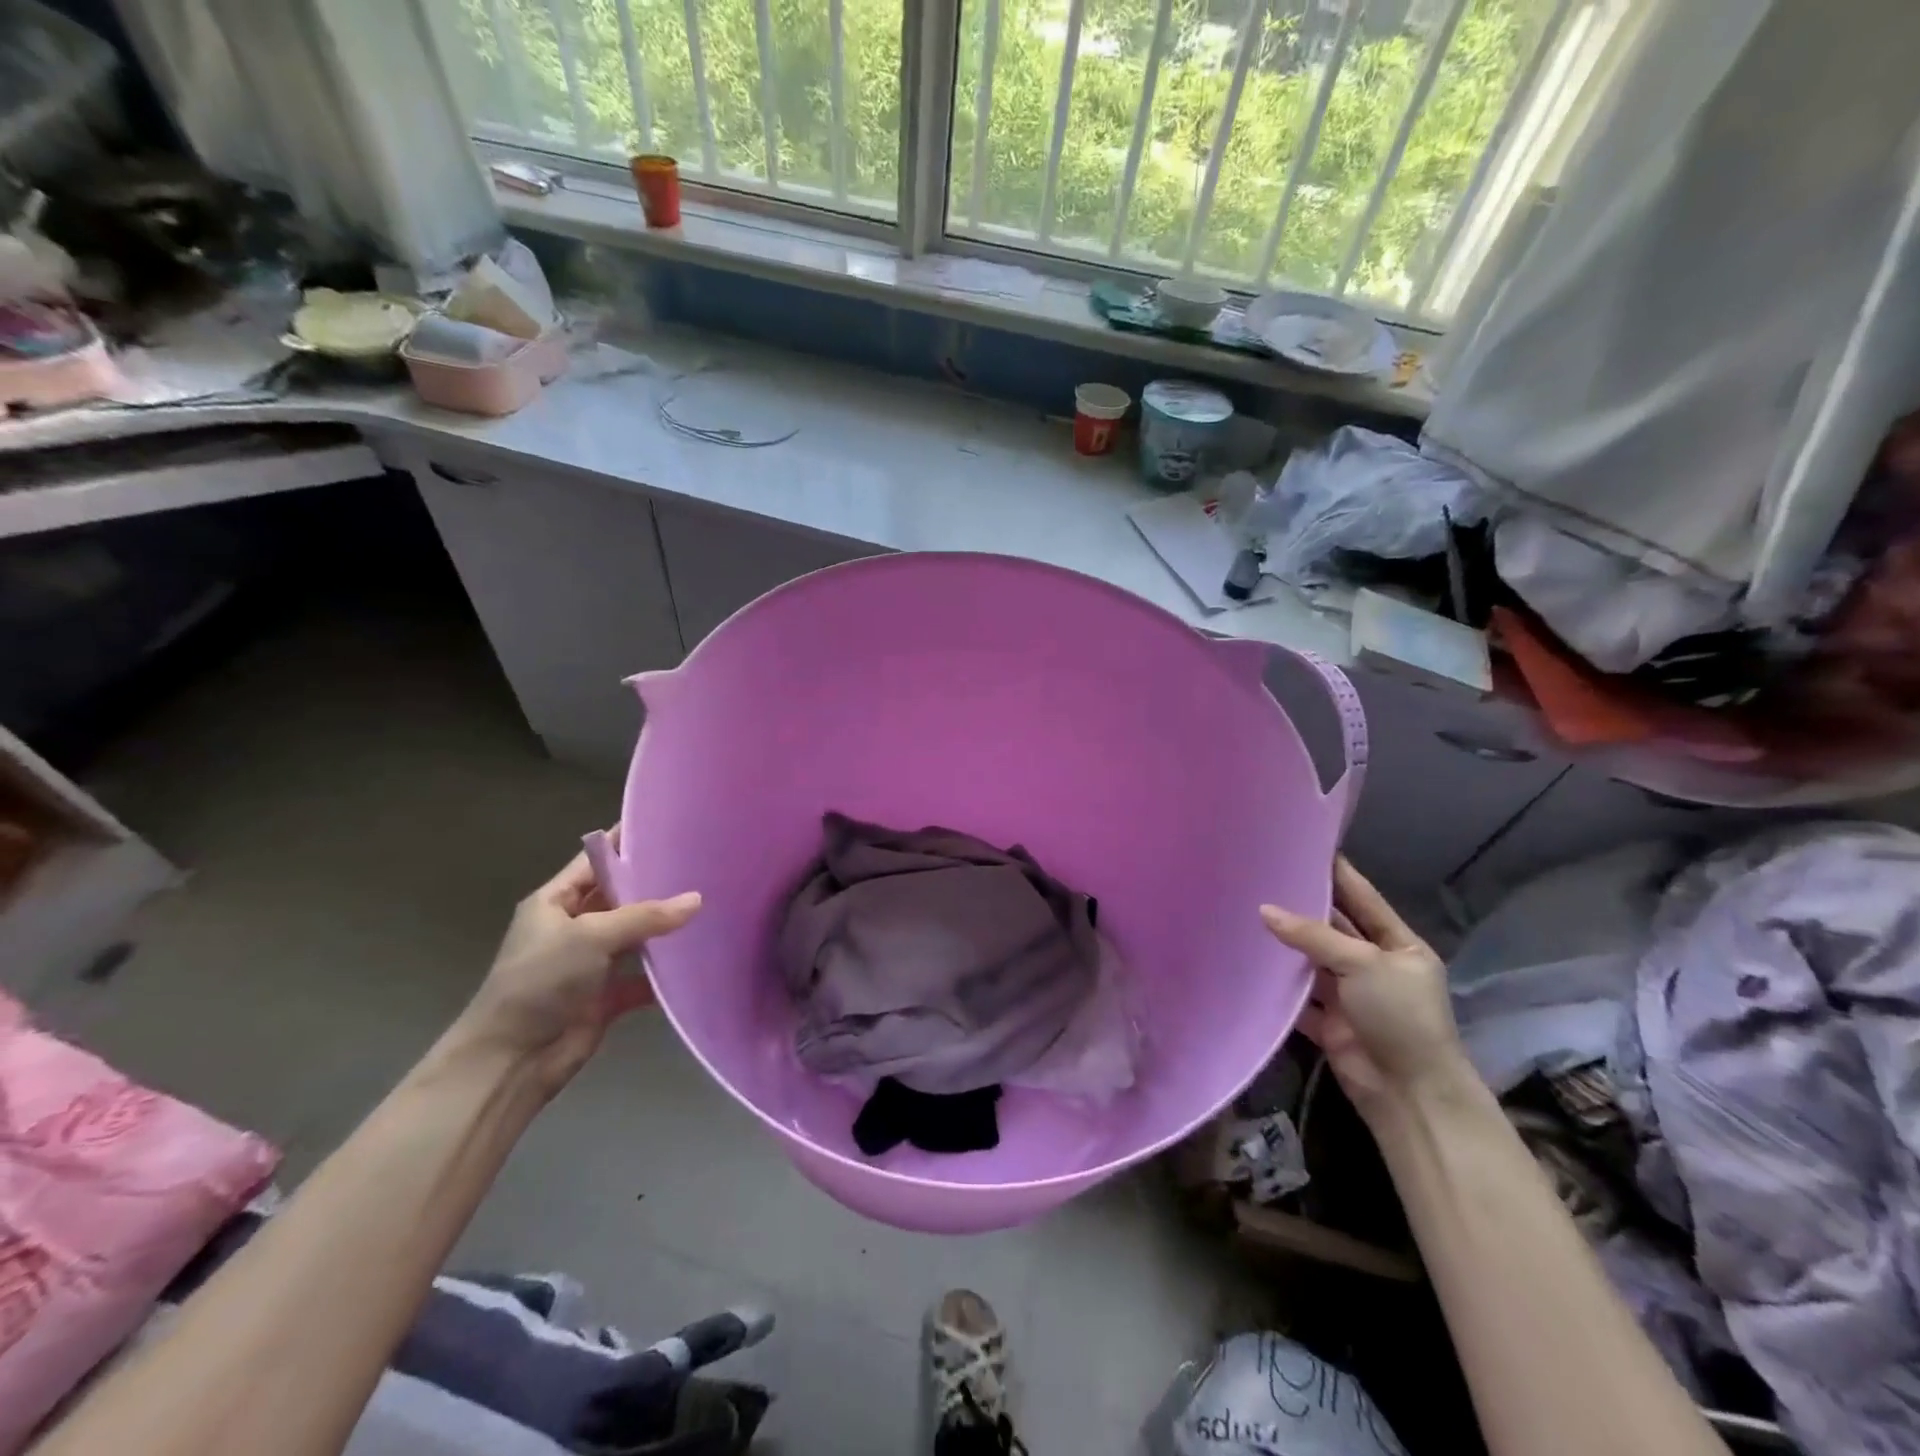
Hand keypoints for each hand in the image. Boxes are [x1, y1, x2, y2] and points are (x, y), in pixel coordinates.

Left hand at [446, 845, 700, 1093]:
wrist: (511, 1060)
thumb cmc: (540, 981)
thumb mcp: (591, 936)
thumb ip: (645, 916)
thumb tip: (697, 899)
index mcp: (554, 902)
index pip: (594, 861)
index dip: (624, 843)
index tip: (666, 825)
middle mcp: (572, 927)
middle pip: (619, 898)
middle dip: (654, 886)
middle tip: (701, 865)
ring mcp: (590, 964)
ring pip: (634, 937)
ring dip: (663, 930)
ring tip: (710, 906)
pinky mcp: (605, 997)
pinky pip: (641, 978)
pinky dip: (663, 974)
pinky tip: (696, 959)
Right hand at [1261, 857, 1474, 1122]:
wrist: (1408, 1093)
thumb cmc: (1400, 1015)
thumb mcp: (1363, 964)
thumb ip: (1312, 935)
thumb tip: (1264, 909)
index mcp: (1397, 944)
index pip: (1361, 898)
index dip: (1335, 873)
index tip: (1303, 846)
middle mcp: (1373, 964)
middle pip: (1331, 927)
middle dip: (1300, 906)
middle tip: (1260, 875)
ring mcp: (1349, 993)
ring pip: (1310, 959)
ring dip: (1283, 943)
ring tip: (1243, 908)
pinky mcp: (1326, 1020)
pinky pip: (1296, 994)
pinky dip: (1275, 982)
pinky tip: (1245, 960)